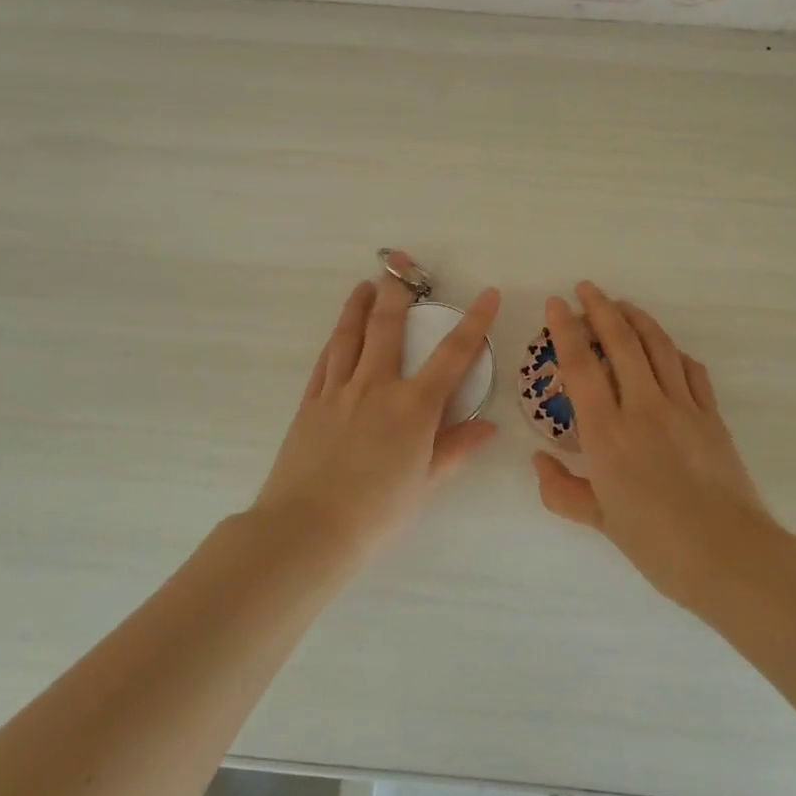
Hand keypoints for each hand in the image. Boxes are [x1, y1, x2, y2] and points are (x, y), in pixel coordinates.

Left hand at [255, 263, 499, 549]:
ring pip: (349, 336)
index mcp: (413, 407)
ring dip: (359, 307)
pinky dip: (334, 341)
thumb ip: (456, 449)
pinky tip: (338, 333)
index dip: (474, 322)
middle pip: (388, 327)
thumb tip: (488, 427)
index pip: (453, 355)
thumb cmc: (376, 513)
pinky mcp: (310, 403)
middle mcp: (376, 386)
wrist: (307, 529)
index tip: (488, 294)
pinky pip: (324, 361)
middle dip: (398, 293)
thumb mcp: (425, 483)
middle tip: (400, 266)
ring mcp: (338, 391)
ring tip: (365, 286)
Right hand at [532, 283, 782, 609]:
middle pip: (621, 342)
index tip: (557, 304)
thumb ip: (562, 491)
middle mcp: (643, 408)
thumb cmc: (656, 543)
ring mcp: (683, 408)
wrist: (729, 555)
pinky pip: (692, 371)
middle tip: (587, 288)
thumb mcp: (599, 521)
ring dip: (638, 319)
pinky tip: (667, 348)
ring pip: (658, 347)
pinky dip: (674, 351)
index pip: (581, 366)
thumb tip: (539, 463)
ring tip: (622, 304)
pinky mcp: (712, 416)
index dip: (566, 330)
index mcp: (608, 433)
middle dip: (601, 308)